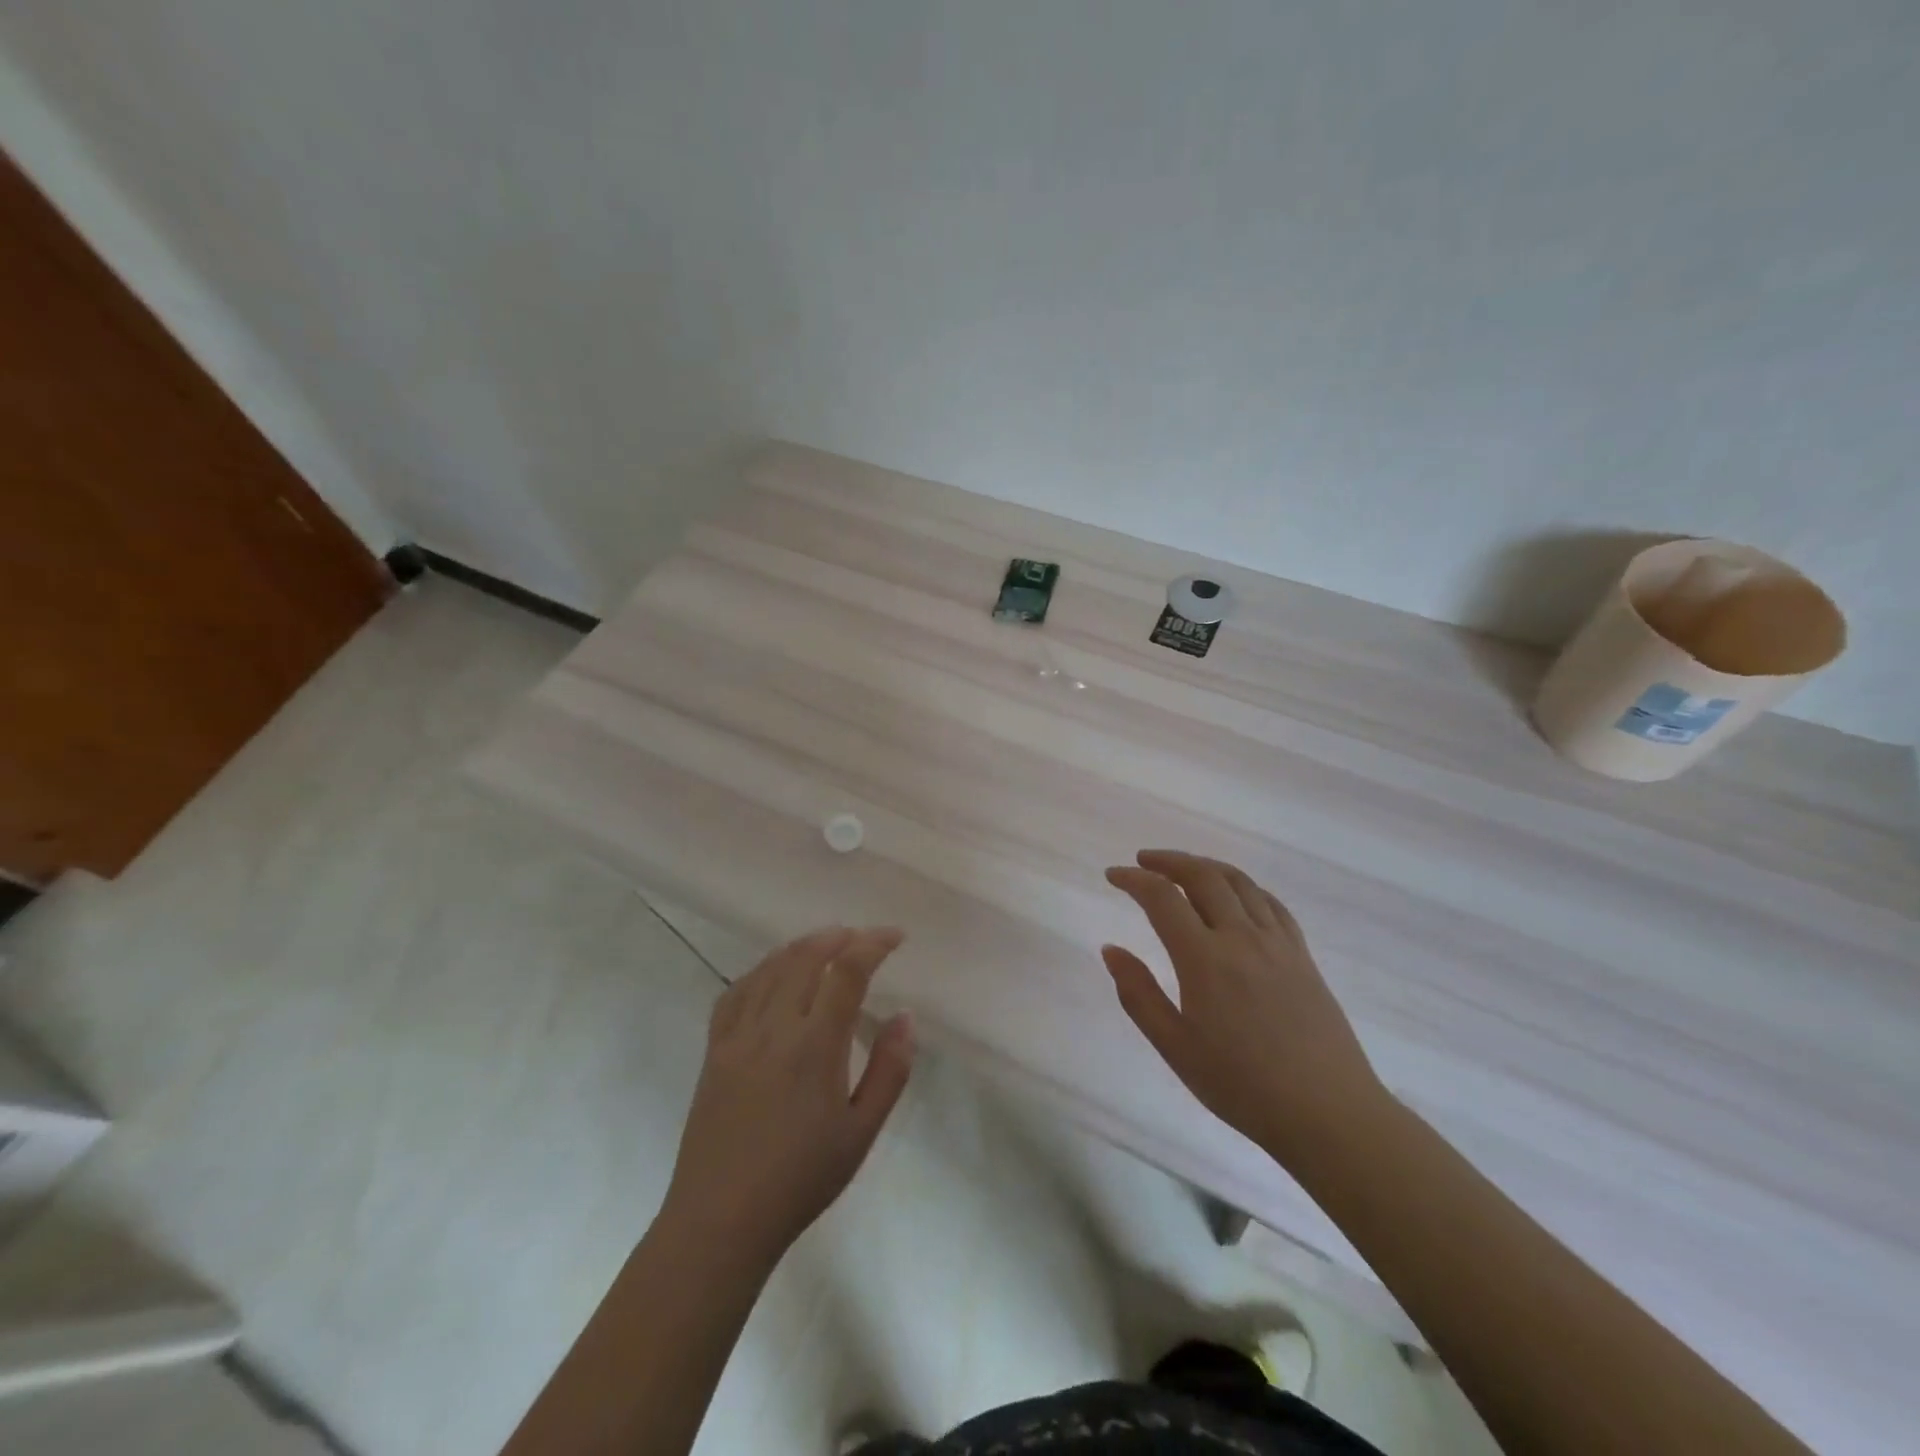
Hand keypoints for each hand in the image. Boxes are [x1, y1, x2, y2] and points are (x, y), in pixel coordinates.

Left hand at [661, 926, 914, 1267]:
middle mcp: (774, 1029)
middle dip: (839, 937)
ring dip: (802, 946)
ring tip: (826, 943)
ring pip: (771, 968)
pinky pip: (736, 992)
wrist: (721, 1221)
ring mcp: (738, 1036)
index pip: (846, 972)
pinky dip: (761, 970)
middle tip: (862, 938)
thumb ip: (889, 1070)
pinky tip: (773, 973)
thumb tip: (904, 1016)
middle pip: (806, 958)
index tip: (895, 937)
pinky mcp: (714, 1050)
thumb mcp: (861, 1132)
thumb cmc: (801, 1180)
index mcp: (815, 1046)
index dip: (873, 944)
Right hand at [1103, 850, 1387, 1164]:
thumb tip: (1111, 950)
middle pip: (1203, 875)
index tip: (1113, 876)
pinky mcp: (1302, 955)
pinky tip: (1234, 895)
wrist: (1328, 1113)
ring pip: (1239, 881)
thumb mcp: (1175, 1048)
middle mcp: (1241, 937)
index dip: (1133, 879)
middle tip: (1143, 861)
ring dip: (1205, 865)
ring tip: (1183, 869)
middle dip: (1168, 860)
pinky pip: (1271, 902)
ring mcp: (1277, 943)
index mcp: (1205, 959)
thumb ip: (1138, 994)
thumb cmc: (1242, 1086)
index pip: (1163, 898)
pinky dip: (1243, 886)